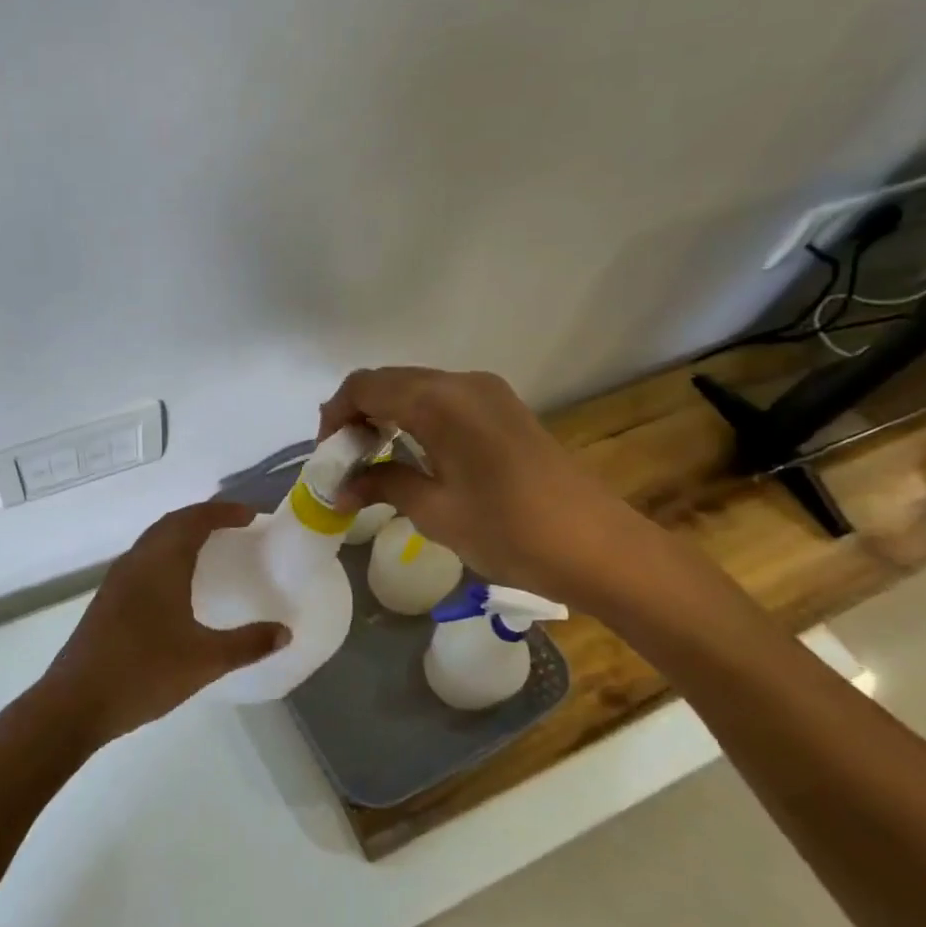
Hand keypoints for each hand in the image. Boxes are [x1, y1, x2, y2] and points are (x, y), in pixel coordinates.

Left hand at [38, 502, 288, 747]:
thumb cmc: (144, 673)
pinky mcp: (107, 599)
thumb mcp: (205, 660)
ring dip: (182, 534)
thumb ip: (248, 644)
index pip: (194, 520)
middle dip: (203, 517)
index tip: (251, 515)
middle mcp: (137, 561)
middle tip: (235, 526)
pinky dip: (166, 554)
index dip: (223, 512)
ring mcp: (117, 580)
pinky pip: (143, 560)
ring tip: (210, 548)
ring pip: (153, 540)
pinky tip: (176, 584)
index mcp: (161, 563)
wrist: (75, 703)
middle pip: (172, 523)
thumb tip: (285, 631)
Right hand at [319, 366, 663, 613]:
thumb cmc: (508, 530)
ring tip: (373, 460)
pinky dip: (416, 418)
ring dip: (386, 415)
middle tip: (345, 461)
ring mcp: (487, 392)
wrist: (596, 545)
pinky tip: (412, 454)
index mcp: (438, 400)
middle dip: (358, 414)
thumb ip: (383, 484)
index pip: (365, 386)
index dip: (336, 415)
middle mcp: (461, 382)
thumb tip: (340, 489)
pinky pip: (443, 399)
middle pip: (389, 381)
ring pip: (416, 388)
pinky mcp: (503, 408)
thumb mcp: (434, 511)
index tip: (328, 456)